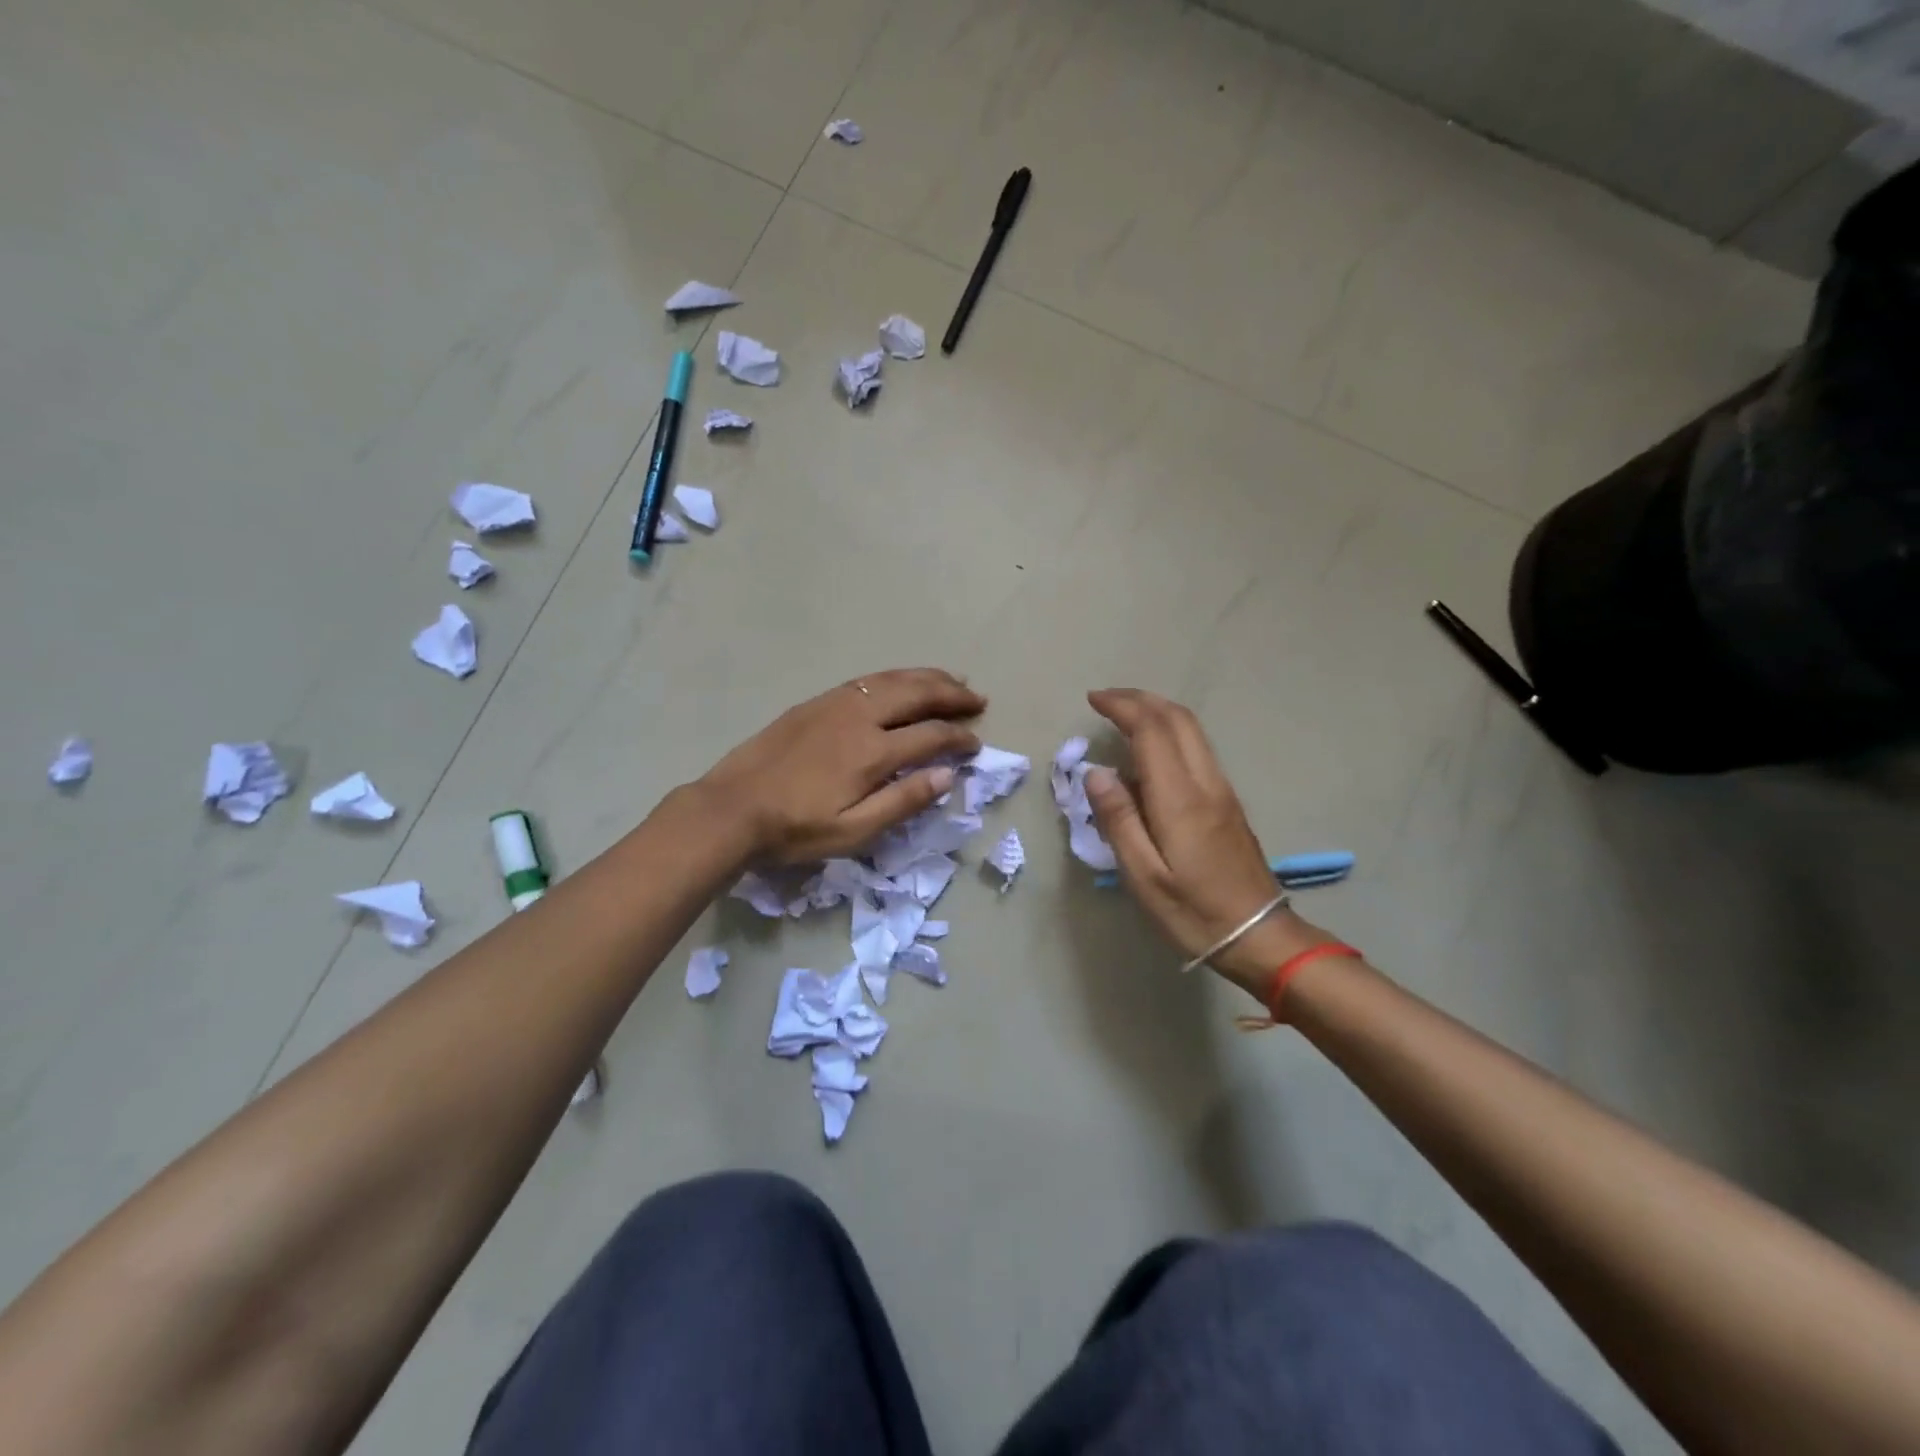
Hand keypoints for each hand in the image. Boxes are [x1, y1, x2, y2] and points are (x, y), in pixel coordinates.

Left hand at [700, 669, 985, 863]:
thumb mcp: (853, 831)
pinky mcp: (817, 702)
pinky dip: (895, 677)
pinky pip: (867, 680)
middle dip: (952, 694)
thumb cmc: (795, 829)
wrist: (732, 808)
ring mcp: (836, 704)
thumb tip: (947, 775)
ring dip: (927, 677)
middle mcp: (859, 717)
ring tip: (952, 679)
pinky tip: (902, 682)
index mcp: (872, 752)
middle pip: (917, 693)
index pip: (931, 735)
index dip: (959, 738)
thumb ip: (903, 801)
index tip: (976, 744)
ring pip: (892, 679)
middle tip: (978, 699)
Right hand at [1084, 689, 1328, 998]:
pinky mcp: (1228, 802)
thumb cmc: (1194, 912)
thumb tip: (1096, 773)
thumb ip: (1119, 821)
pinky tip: (1150, 752)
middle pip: (1177, 719)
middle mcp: (1205, 783)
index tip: (1093, 700)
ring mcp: (1222, 790)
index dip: (1122, 707)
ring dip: (1157, 712)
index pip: (1152, 731)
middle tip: (1105, 699)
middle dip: (1140, 699)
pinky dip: (1170, 732)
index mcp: (1180, 799)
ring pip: (1192, 731)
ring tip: (1124, 715)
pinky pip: (1197, 749)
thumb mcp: (1144, 877)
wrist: (1261, 935)